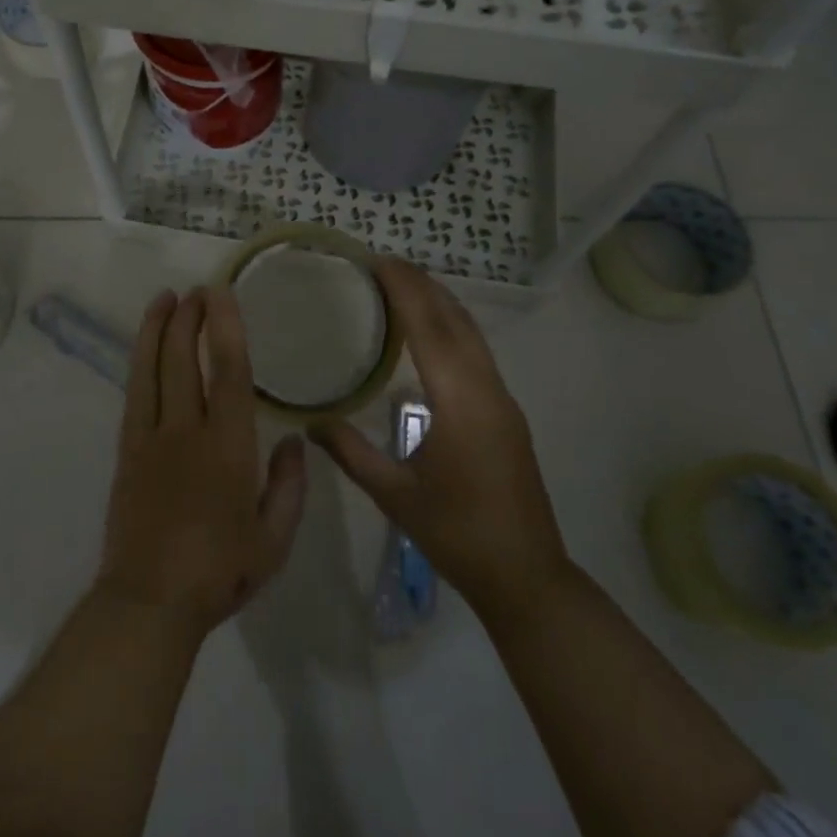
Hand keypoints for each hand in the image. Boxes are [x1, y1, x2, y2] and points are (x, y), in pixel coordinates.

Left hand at [96, 287, 307, 645]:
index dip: (225, 326)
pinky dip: (139, 362)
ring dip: (157, 328)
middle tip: (197, 290)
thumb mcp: (274, 540)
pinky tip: (145, 348)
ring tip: (165, 298)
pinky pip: (133, 394)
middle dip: (188, 318)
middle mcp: (186, 431)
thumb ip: (289, 487)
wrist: (150, 602)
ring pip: (150, 369)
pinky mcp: (127, 451)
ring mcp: (150, 438)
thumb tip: (293, 441)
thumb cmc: (219, 572)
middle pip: (183, 359)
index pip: (227, 371)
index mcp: (228, 447)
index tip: (221, 293)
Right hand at [311, 259, 568, 624]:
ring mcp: (503, 400)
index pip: (430, 329)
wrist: (526, 575)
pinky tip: (430, 335)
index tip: (378, 261)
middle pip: (456, 321)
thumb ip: (351, 454)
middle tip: (384, 264)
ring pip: (472, 335)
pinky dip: (451, 328)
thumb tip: (310, 424)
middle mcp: (487, 390)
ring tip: (404, 286)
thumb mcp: (394, 495)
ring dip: (440, 304)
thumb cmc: (457, 534)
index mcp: (461, 402)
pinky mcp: (506, 413)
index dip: (405, 291)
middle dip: (423, 286)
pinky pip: (477, 353)